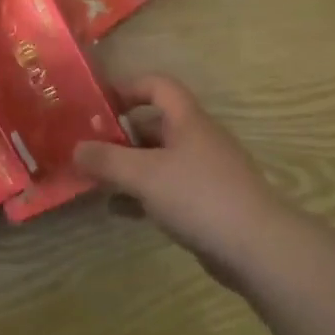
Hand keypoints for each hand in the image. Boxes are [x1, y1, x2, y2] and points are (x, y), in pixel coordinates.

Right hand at [74, 75, 298, 285]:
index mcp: (187, 120)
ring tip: (94, 179)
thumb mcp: (144, 175)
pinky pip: (166, 189)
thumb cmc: (199, 197)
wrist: (258, 248)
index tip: (97, 104)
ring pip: (158, 160)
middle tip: (87, 146)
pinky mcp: (206, 203)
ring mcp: (204, 173)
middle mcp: (197, 140)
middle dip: (119, 134)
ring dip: (128, 167)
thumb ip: (106, 160)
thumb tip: (76, 149)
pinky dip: (141, 195)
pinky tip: (117, 210)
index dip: (127, 87)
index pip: (157, 85)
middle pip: (154, 124)